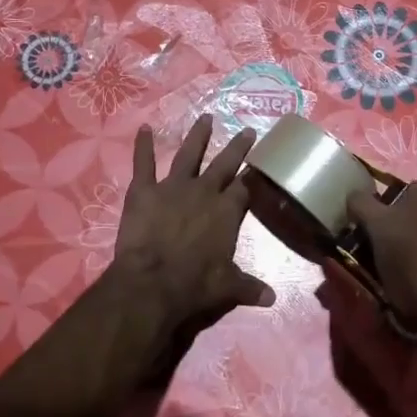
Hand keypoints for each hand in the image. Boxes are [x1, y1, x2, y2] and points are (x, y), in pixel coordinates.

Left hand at [109, 115, 275, 334]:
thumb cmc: (195, 284)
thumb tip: (273, 299)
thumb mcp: (228, 287)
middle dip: (237, 147)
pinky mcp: (144, 190)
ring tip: (205, 118)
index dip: (253, 176)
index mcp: (227, 212)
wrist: (153, 282)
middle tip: (246, 130)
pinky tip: (144, 128)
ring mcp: (173, 187)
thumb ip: (249, 287)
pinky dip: (142, 146)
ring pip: (188, 155)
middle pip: (224, 164)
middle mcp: (204, 192)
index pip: (245, 188)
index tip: (260, 163)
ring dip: (197, 136)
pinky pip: (143, 163)